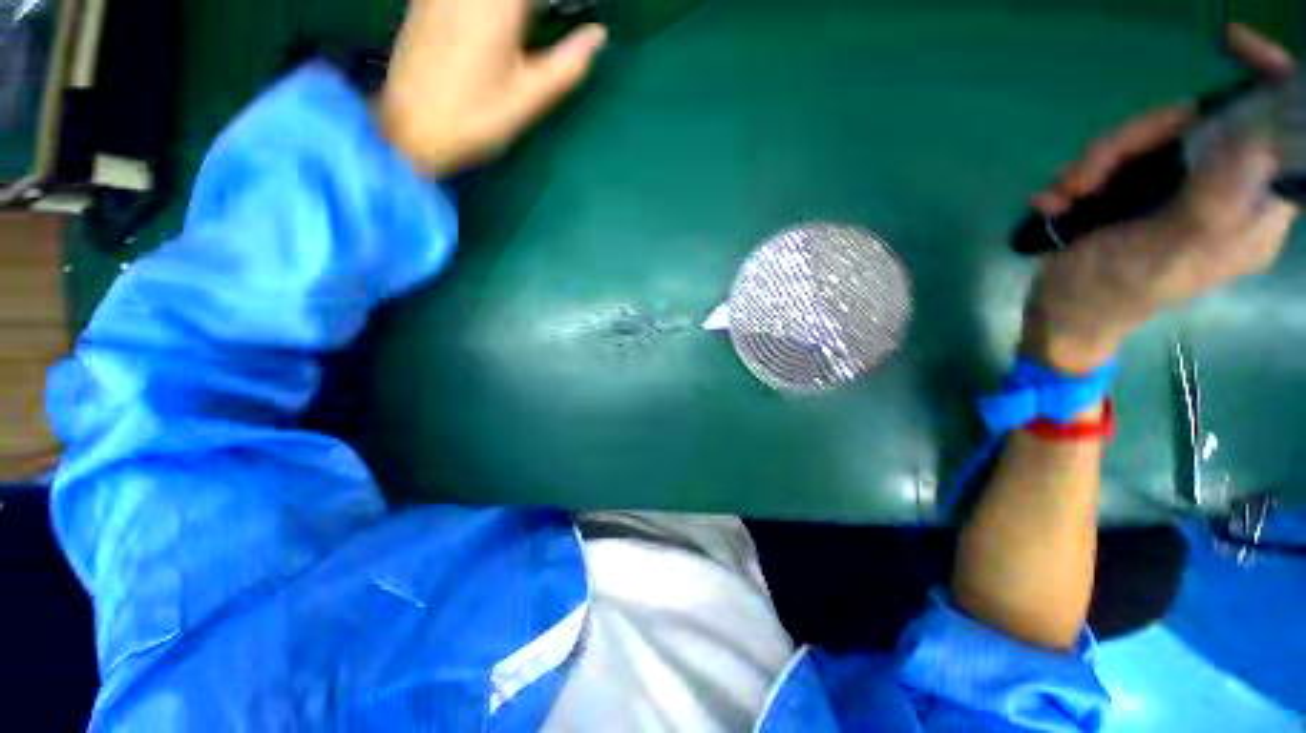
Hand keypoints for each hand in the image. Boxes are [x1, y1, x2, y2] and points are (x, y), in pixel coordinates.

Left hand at [379, 0, 607, 174]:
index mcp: (497, 6)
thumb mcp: (529, 98)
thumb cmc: (476, 119)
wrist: (412, 127)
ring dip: (519, 12)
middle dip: (536, 10)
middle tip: (547, 26)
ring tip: (530, 28)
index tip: (571, 16)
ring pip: (497, 0)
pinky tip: (502, 26)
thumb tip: (599, 36)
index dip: (555, 5)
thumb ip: (567, 63)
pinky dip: (499, 11)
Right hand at [1022, 25, 1298, 372]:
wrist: (1060, 314)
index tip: (1239, 46)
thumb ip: (1218, 196)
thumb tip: (1255, 134)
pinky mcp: (1134, 190)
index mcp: (1249, 209)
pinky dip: (1076, 178)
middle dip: (1131, 142)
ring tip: (1062, 198)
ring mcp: (1173, 188)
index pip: (1272, 134)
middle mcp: (1219, 190)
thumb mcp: (1171, 249)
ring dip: (1092, 164)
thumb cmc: (1113, 292)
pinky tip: (1054, 203)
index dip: (1261, 90)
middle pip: (1192, 125)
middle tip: (1084, 178)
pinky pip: (1111, 160)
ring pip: (1143, 139)